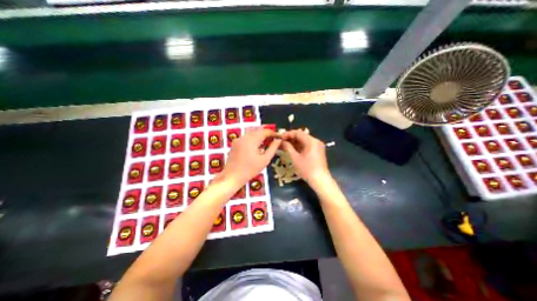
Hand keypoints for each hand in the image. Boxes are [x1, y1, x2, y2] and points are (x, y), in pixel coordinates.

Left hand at [221, 128, 282, 188]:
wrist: (232, 177)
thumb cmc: (250, 170)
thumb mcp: (264, 160)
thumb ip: (273, 148)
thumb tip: (278, 140)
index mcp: (251, 140)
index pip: (265, 131)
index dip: (273, 133)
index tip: (279, 137)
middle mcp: (244, 137)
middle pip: (258, 130)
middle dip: (267, 133)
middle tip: (274, 139)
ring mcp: (238, 139)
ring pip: (252, 132)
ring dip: (260, 135)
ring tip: (267, 142)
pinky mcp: (235, 143)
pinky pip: (246, 137)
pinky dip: (254, 138)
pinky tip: (257, 146)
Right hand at [282, 131, 331, 186]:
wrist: (320, 180)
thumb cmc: (307, 169)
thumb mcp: (295, 158)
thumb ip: (288, 147)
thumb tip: (281, 141)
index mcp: (311, 141)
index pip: (298, 133)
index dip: (288, 134)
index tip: (280, 138)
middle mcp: (316, 141)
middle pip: (301, 136)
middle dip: (290, 138)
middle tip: (281, 142)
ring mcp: (317, 146)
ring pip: (304, 141)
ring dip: (294, 142)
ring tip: (285, 146)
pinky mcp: (318, 151)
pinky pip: (307, 145)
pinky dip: (299, 146)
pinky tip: (292, 149)